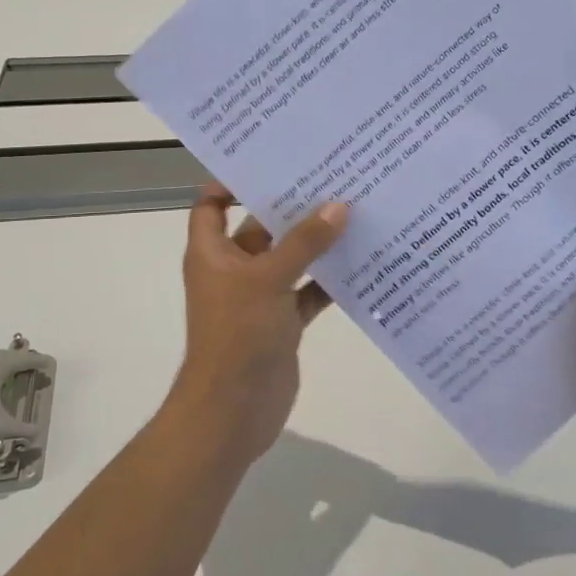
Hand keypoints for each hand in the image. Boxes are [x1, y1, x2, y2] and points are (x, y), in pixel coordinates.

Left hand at [169, 184, 347, 461]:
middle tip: (332, 177)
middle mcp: (233, 269)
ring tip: (355, 210)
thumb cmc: (237, 336)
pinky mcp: (282, 322)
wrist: (232, 412)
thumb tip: (339, 206)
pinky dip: (329, 280)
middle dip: (292, 207)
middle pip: (261, 227)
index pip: (212, 205)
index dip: (233, 182)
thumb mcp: (267, 280)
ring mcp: (259, 297)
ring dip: (316, 243)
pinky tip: (363, 262)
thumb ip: (304, 243)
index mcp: (212, 253)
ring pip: (290, 259)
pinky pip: (308, 291)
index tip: (272, 162)